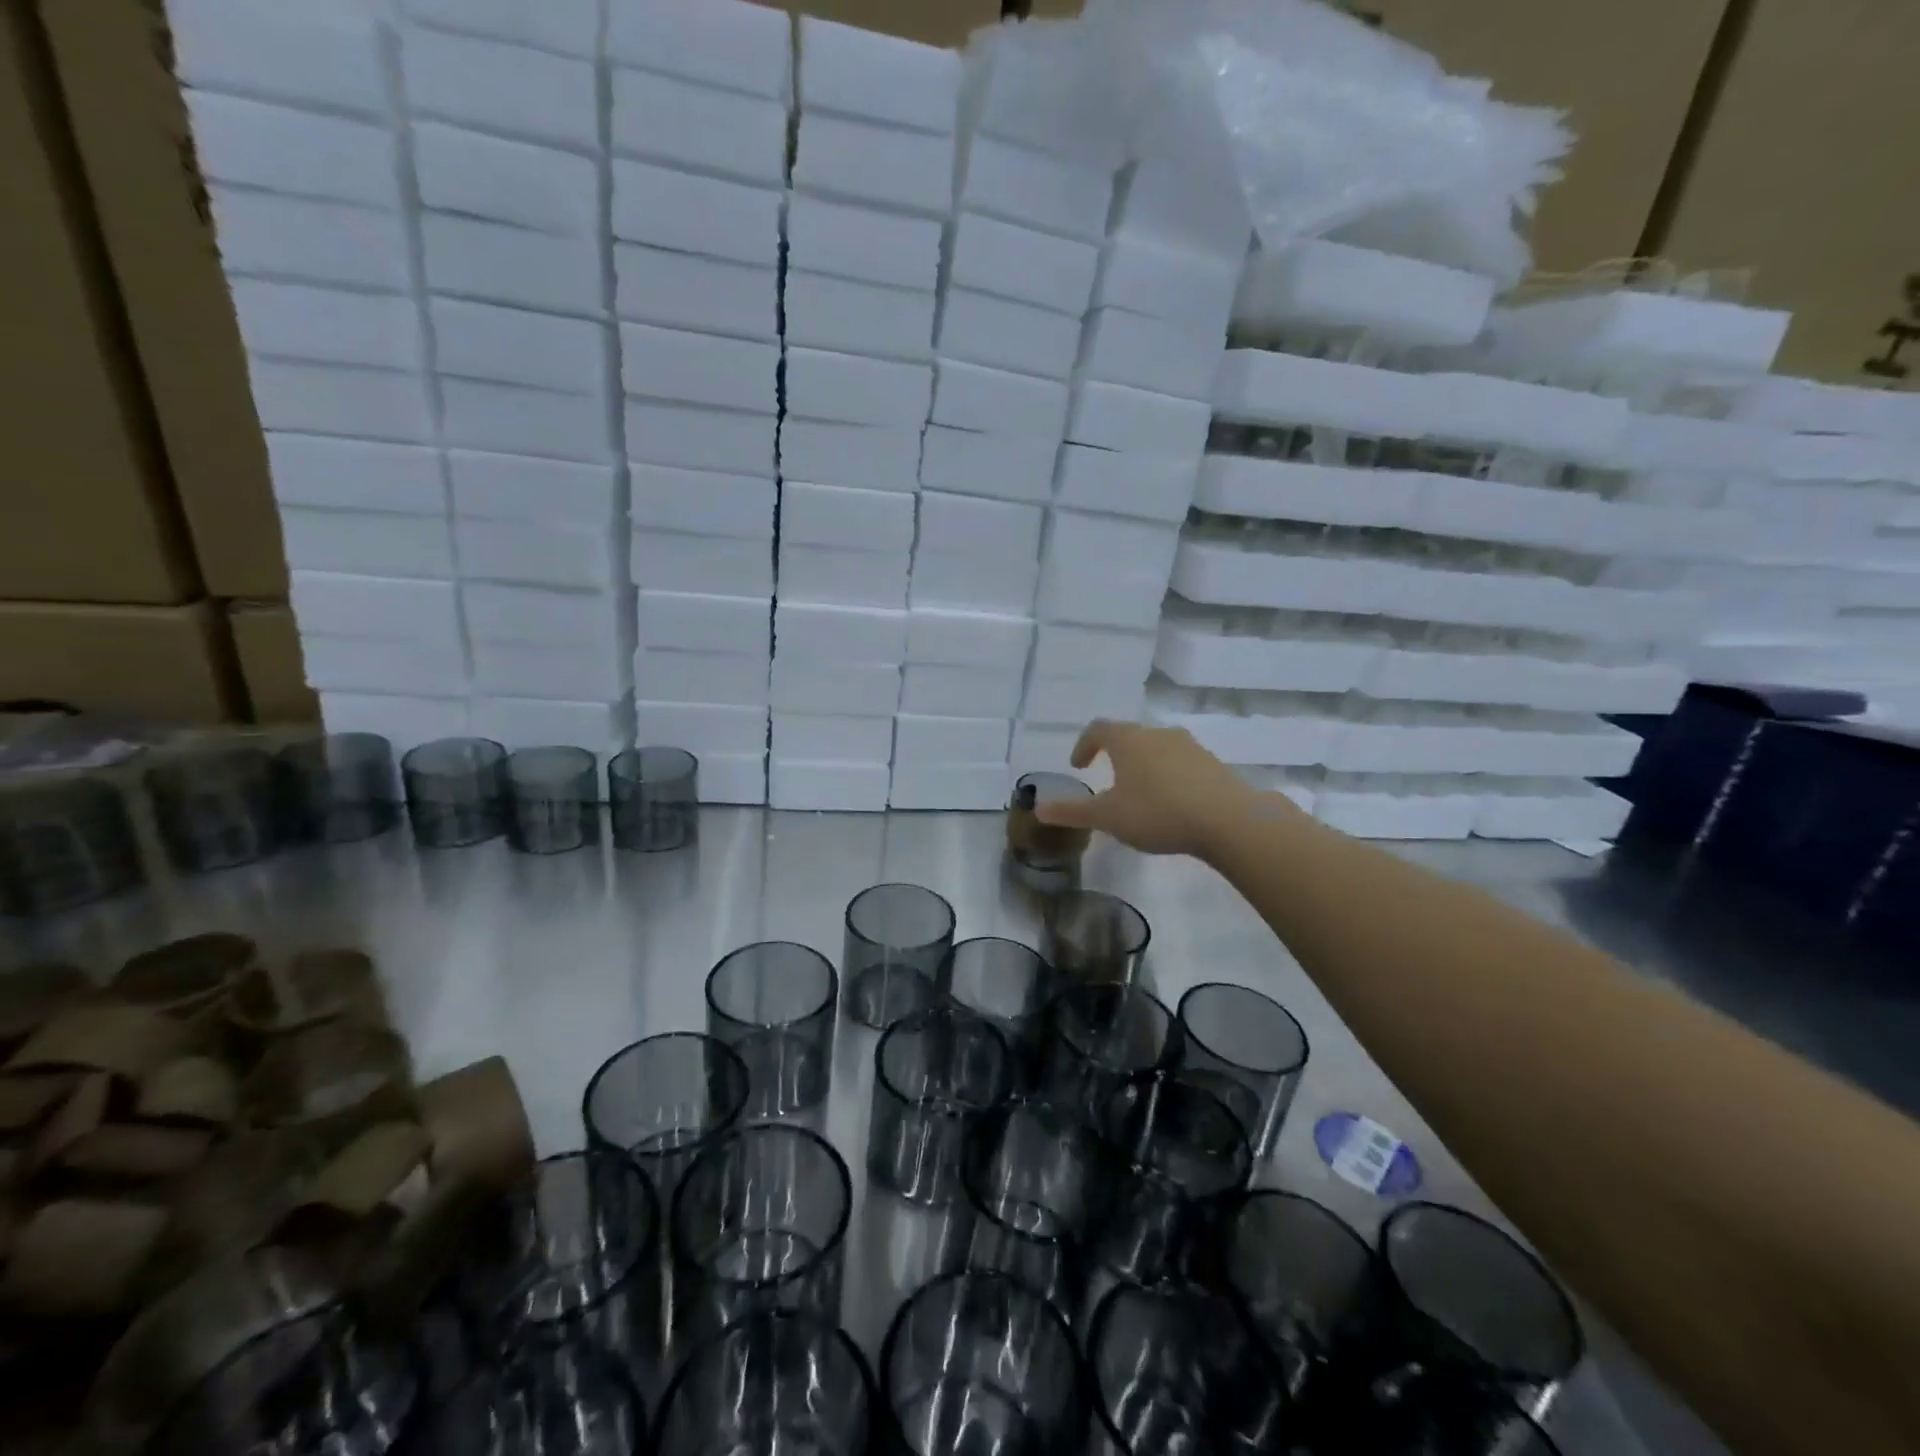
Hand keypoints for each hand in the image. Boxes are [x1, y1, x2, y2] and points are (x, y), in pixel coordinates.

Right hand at [1032, 719, 1278, 858]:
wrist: (1227, 819)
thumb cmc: (1158, 812)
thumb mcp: (1108, 817)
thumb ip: (1073, 812)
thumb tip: (1039, 808)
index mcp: (1128, 740)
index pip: (1098, 729)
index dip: (1084, 745)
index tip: (1079, 765)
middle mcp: (1157, 734)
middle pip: (1129, 736)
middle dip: (1116, 755)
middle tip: (1108, 778)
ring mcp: (1189, 746)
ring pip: (1157, 748)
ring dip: (1144, 765)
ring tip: (1140, 793)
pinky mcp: (1212, 763)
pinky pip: (1181, 763)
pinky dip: (1169, 776)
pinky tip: (1171, 802)